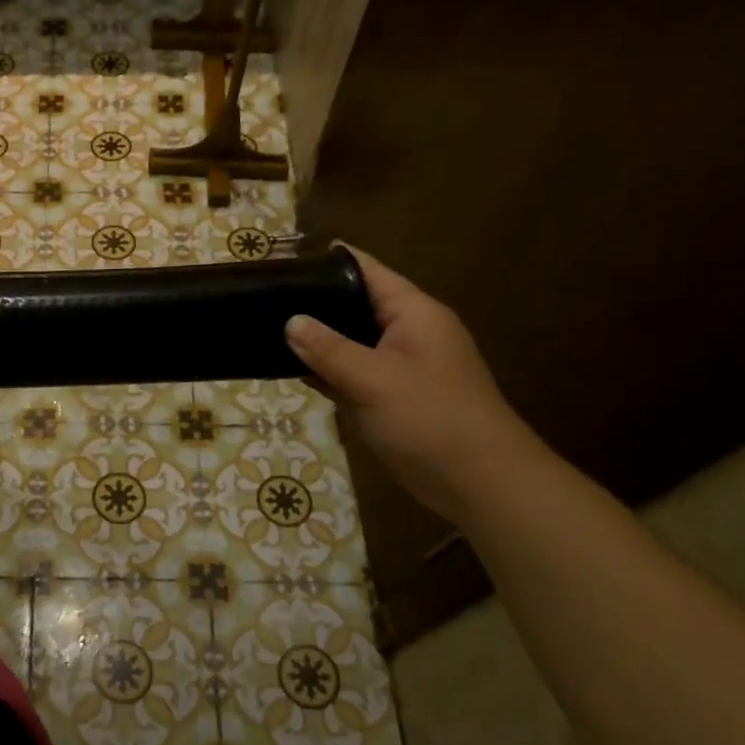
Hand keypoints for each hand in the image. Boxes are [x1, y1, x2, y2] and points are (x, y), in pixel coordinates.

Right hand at [285, 244, 542, 522]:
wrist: (478, 482)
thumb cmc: (430, 419)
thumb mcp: (374, 379)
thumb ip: (329, 349)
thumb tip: (291, 321)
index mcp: (414, 314)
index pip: (368, 272)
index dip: (331, 262)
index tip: (286, 262)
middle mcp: (408, 333)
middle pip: (356, 306)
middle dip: (316, 304)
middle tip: (266, 299)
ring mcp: (401, 367)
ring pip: (352, 343)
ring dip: (319, 341)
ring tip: (268, 330)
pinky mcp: (392, 397)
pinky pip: (354, 374)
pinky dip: (328, 372)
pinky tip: (294, 371)